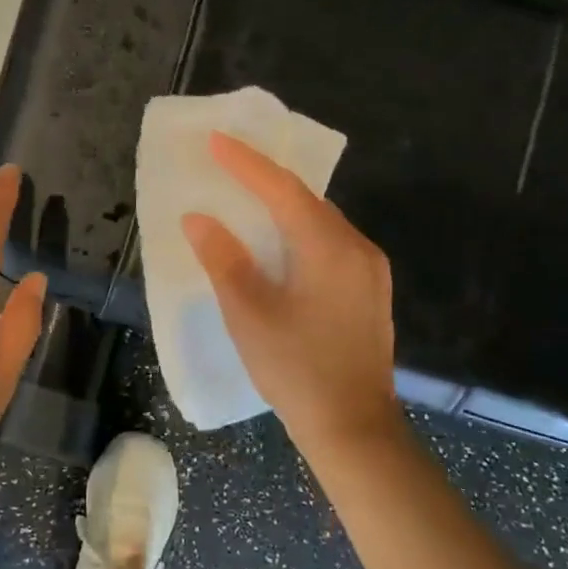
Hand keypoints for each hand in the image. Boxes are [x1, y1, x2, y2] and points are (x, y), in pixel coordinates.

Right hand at [181, 132, 400, 451]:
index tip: (215, 140)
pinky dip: (299, 231)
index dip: (246, 163)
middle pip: (306, 200)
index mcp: (329, 248)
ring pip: (320, 221)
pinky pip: (330, 242)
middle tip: (226, 164)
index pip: (283, 190)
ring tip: (245, 196)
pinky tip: (277, 241)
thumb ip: (223, 260)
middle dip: (265, 179)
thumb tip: (198, 218)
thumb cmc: (297, 370)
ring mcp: (369, 270)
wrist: (354, 428)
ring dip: (283, 206)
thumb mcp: (249, 314)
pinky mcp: (369, 290)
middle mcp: (357, 248)